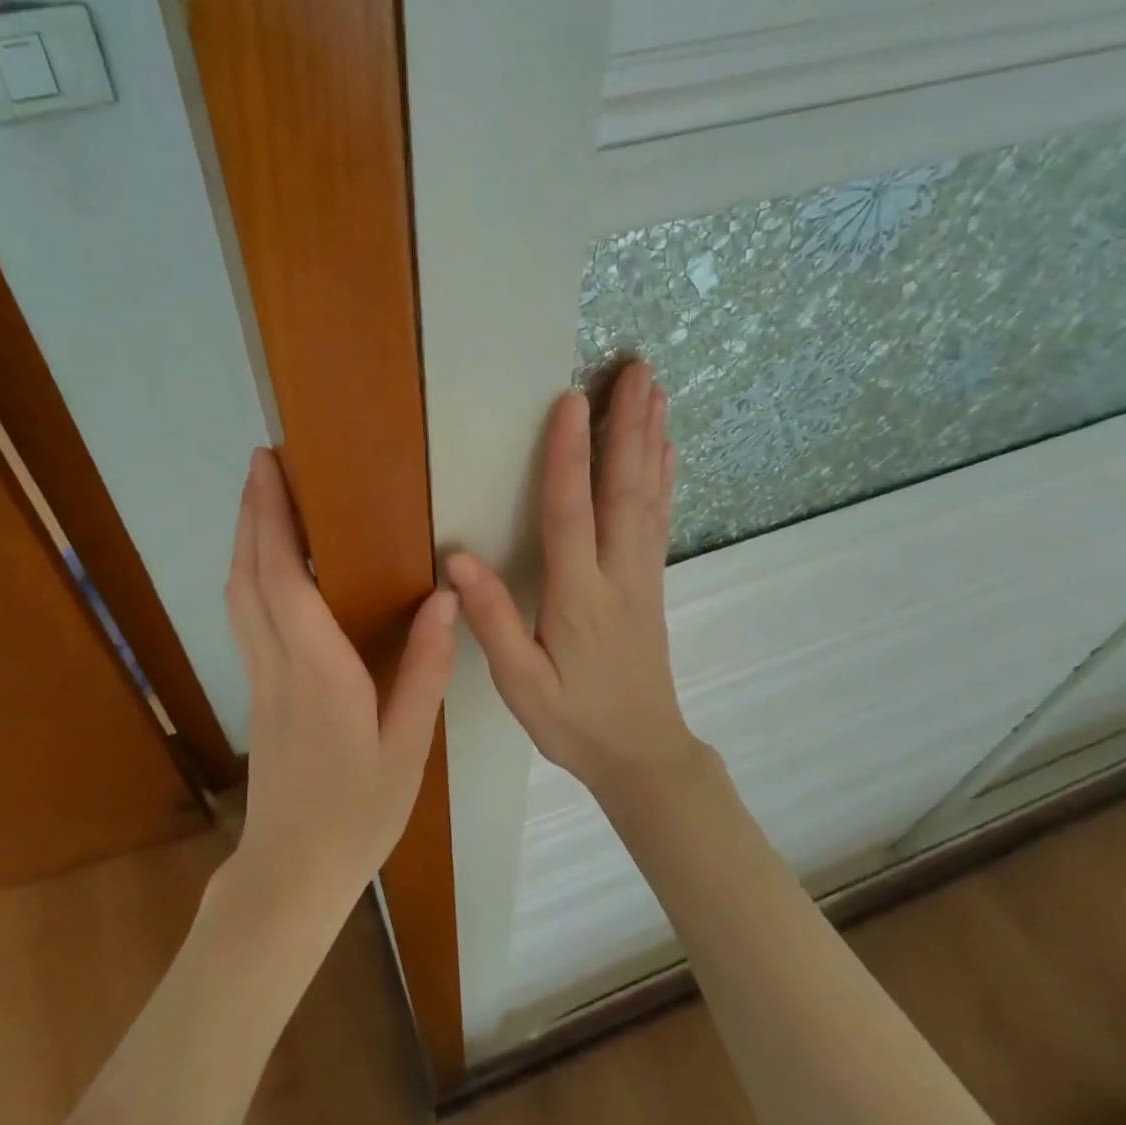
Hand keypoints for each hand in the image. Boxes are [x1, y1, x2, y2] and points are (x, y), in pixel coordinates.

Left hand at [224, 449, 456, 916]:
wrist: (293, 872)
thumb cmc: (358, 812)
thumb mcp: (408, 747)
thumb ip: (425, 670)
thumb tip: (444, 598)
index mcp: (318, 672)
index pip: (286, 580)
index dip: (274, 519)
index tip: (273, 469)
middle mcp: (278, 664)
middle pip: (250, 575)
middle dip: (253, 512)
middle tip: (263, 461)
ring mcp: (260, 678)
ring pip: (239, 594)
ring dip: (246, 539)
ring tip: (264, 498)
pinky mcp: (257, 692)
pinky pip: (245, 616)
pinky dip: (250, 574)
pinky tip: (268, 564)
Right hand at [446, 359, 703, 803]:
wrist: (643, 754)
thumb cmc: (574, 722)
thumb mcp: (521, 684)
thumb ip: (493, 620)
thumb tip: (459, 558)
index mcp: (580, 597)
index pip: (571, 514)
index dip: (568, 456)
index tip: (571, 400)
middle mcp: (618, 576)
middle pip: (624, 491)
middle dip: (628, 426)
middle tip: (638, 370)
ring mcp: (642, 577)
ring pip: (648, 498)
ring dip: (651, 440)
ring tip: (656, 391)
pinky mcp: (652, 584)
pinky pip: (659, 521)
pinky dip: (663, 479)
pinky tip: (667, 452)